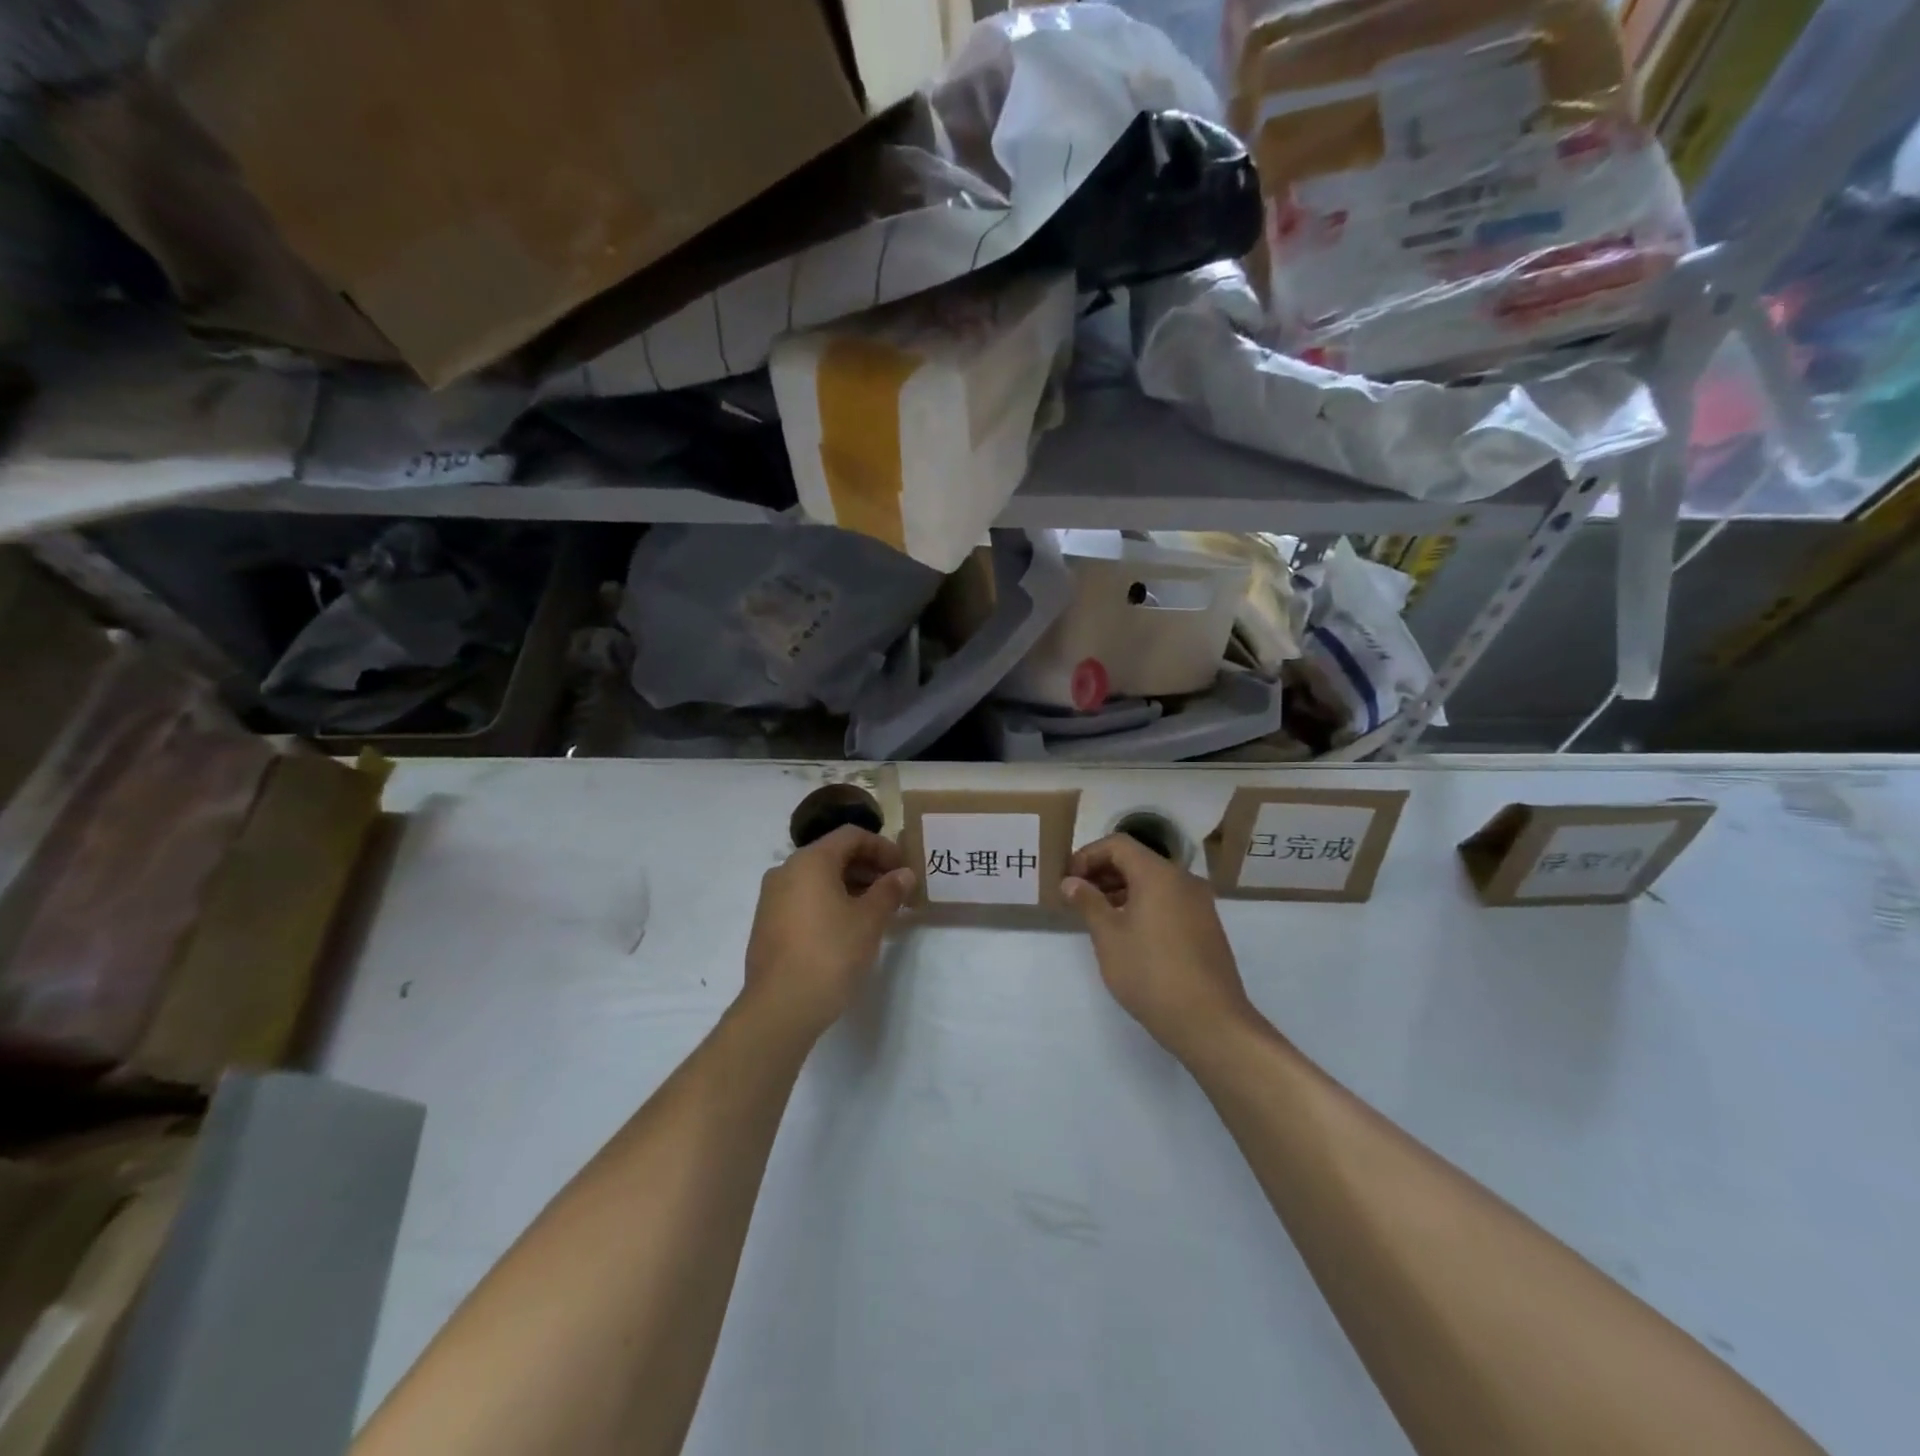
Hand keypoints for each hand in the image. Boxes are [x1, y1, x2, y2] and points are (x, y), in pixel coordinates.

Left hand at [741, 826, 914, 1040]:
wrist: (781, 1006)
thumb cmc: (830, 953)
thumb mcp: (869, 920)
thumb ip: (889, 891)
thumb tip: (904, 874)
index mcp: (810, 860)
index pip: (851, 836)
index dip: (882, 847)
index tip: (903, 869)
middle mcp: (786, 870)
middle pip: (833, 855)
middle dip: (867, 868)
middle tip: (895, 890)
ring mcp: (772, 898)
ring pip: (818, 879)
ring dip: (850, 886)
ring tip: (877, 911)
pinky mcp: (767, 923)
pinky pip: (804, 899)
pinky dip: (829, 902)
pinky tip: (848, 927)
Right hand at [1062, 834, 1259, 1061]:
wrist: (1209, 1021)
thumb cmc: (1150, 973)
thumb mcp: (1109, 936)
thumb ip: (1088, 902)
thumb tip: (1070, 882)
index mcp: (1159, 874)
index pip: (1118, 844)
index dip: (1088, 855)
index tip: (1068, 879)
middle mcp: (1183, 880)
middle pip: (1138, 860)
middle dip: (1103, 872)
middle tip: (1077, 896)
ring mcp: (1199, 904)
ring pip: (1154, 882)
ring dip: (1122, 889)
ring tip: (1097, 915)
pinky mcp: (1206, 926)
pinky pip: (1169, 900)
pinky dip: (1143, 904)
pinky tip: (1127, 932)